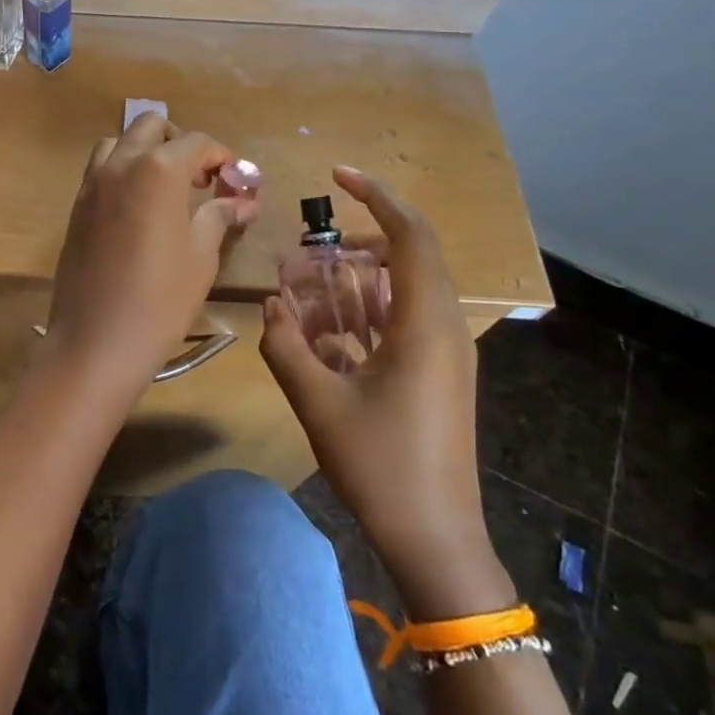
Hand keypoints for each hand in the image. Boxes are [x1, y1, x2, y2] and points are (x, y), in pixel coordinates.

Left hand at [45, 112, 259, 394]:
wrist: (96, 341)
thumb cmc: (160, 300)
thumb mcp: (201, 257)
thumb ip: (219, 216)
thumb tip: (243, 201)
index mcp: (158, 170)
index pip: (196, 142)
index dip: (221, 156)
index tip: (235, 179)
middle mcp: (120, 165)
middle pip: (151, 127)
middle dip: (180, 143)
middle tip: (200, 179)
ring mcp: (91, 184)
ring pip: (118, 143)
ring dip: (145, 152)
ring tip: (166, 189)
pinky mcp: (75, 207)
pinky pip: (99, 171)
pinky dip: (122, 172)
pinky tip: (138, 209)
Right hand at [260, 167, 499, 612]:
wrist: (435, 539)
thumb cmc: (381, 465)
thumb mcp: (319, 402)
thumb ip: (287, 347)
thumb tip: (270, 306)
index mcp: (425, 324)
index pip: (411, 235)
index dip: (377, 196)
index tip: (337, 175)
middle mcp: (443, 328)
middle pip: (408, 257)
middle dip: (358, 241)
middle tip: (312, 248)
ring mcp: (444, 354)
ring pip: (403, 291)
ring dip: (358, 280)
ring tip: (310, 286)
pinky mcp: (436, 376)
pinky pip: (402, 322)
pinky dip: (365, 313)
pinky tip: (325, 331)